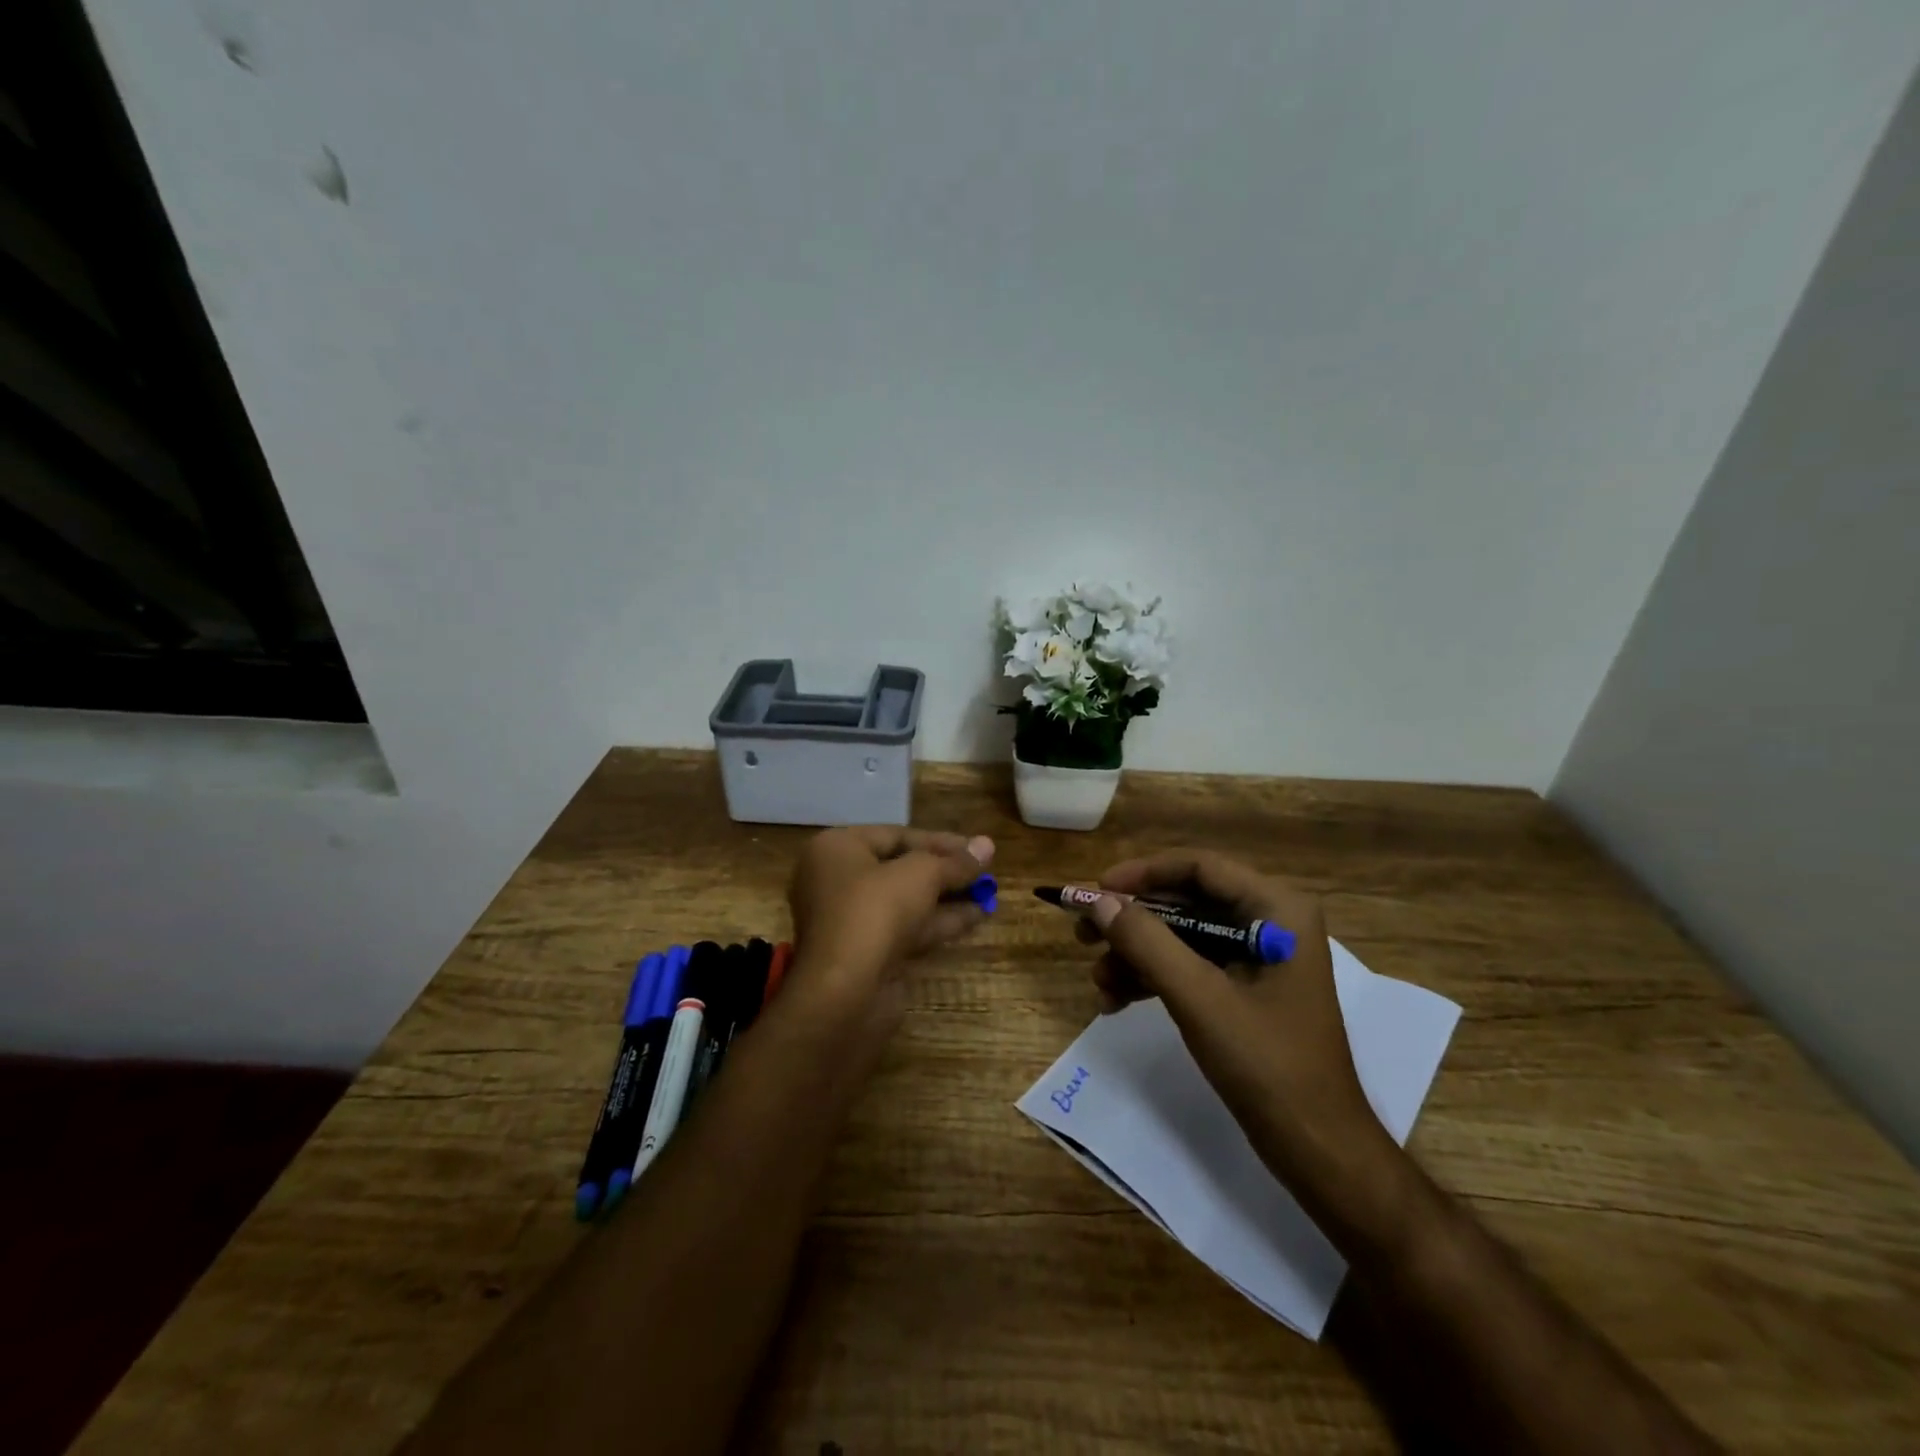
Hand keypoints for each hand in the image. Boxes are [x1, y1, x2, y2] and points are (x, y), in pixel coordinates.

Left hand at [787, 826, 993, 1010]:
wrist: (844, 993)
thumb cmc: (875, 912)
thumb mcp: (921, 874)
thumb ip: (955, 862)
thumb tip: (987, 844)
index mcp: (837, 849)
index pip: (896, 835)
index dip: (941, 841)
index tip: (978, 849)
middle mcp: (837, 880)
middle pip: (900, 868)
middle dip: (945, 871)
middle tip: (985, 872)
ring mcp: (850, 920)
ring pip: (906, 901)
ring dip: (947, 897)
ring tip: (990, 894)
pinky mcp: (866, 954)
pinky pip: (906, 929)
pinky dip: (938, 922)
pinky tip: (976, 918)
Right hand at [1079, 850, 1387, 1185]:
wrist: (1317, 1149)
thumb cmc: (1267, 1063)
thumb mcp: (1198, 998)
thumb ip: (1146, 942)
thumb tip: (1096, 901)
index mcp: (1276, 909)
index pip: (1199, 867)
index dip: (1143, 873)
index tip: (1096, 892)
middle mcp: (1270, 922)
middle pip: (1187, 901)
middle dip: (1133, 921)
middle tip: (1083, 934)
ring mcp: (1259, 957)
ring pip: (1183, 936)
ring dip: (1137, 954)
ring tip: (1099, 982)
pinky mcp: (1246, 989)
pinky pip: (1191, 966)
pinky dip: (1154, 978)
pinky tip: (1117, 1001)